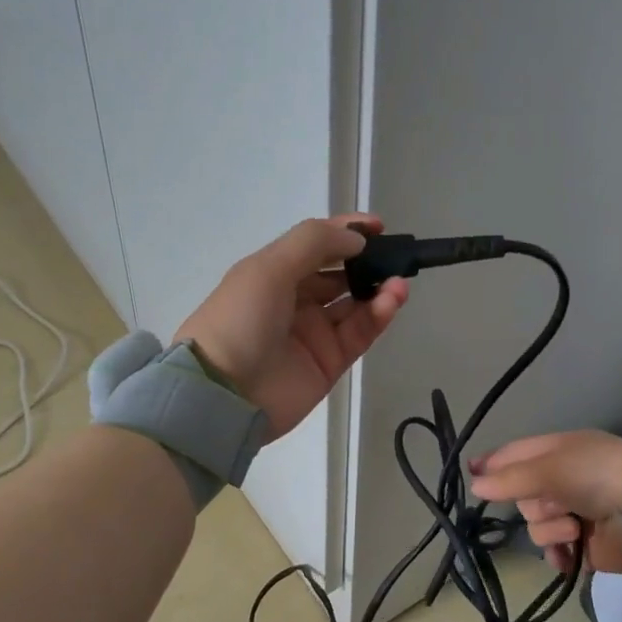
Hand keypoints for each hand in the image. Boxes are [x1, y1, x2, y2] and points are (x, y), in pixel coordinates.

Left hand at [175, 215, 409, 438]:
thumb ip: (315, 243)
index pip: (316, 244)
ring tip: (398, 282)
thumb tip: (357, 240)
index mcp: (274, 272)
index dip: (346, 232)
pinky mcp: (330, 362)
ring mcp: (313, 331)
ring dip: (379, 289)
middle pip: (340, 274)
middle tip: (394, 257)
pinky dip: (378, 315)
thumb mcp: (269, 268)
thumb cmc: (241, 319)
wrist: (222, 393)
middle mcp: (295, 299)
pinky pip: (359, 332)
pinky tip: (391, 301)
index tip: (378, 227)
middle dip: (367, 263)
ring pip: (355, 303)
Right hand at [469, 430, 621, 574]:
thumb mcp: (548, 468)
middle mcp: (565, 481)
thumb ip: (509, 479)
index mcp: (559, 451)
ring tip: (574, 528)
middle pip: (523, 495)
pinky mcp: (585, 547)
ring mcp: (575, 514)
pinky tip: (568, 553)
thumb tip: (474, 486)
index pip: (517, 454)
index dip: (494, 463)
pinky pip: (554, 551)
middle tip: (554, 502)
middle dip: (534, 502)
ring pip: (536, 525)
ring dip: (551, 528)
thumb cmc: (596, 475)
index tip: (470, 473)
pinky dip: (559, 554)